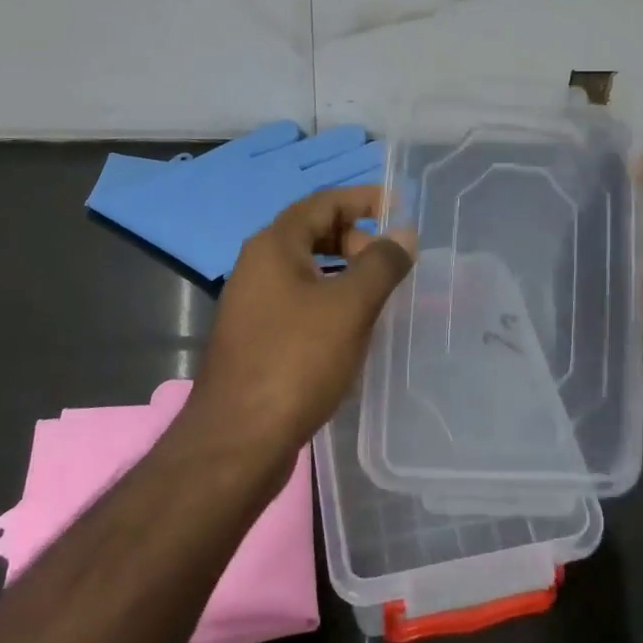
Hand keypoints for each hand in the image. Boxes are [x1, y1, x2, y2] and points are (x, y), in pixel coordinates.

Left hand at [189, 185, 415, 460]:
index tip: (400, 207)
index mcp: (274, 246)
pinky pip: (301, 302)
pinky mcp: (258, 337)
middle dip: (356, 239)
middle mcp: (258, 266)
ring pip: (308, 271)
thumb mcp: (349, 306)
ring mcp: (254, 303)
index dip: (363, 199)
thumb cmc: (296, 361)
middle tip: (392, 262)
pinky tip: (355, 329)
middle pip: (314, 233)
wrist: (237, 442)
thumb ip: (381, 263)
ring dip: (346, 273)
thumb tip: (404, 233)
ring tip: (381, 293)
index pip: (323, 203)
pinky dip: (331, 301)